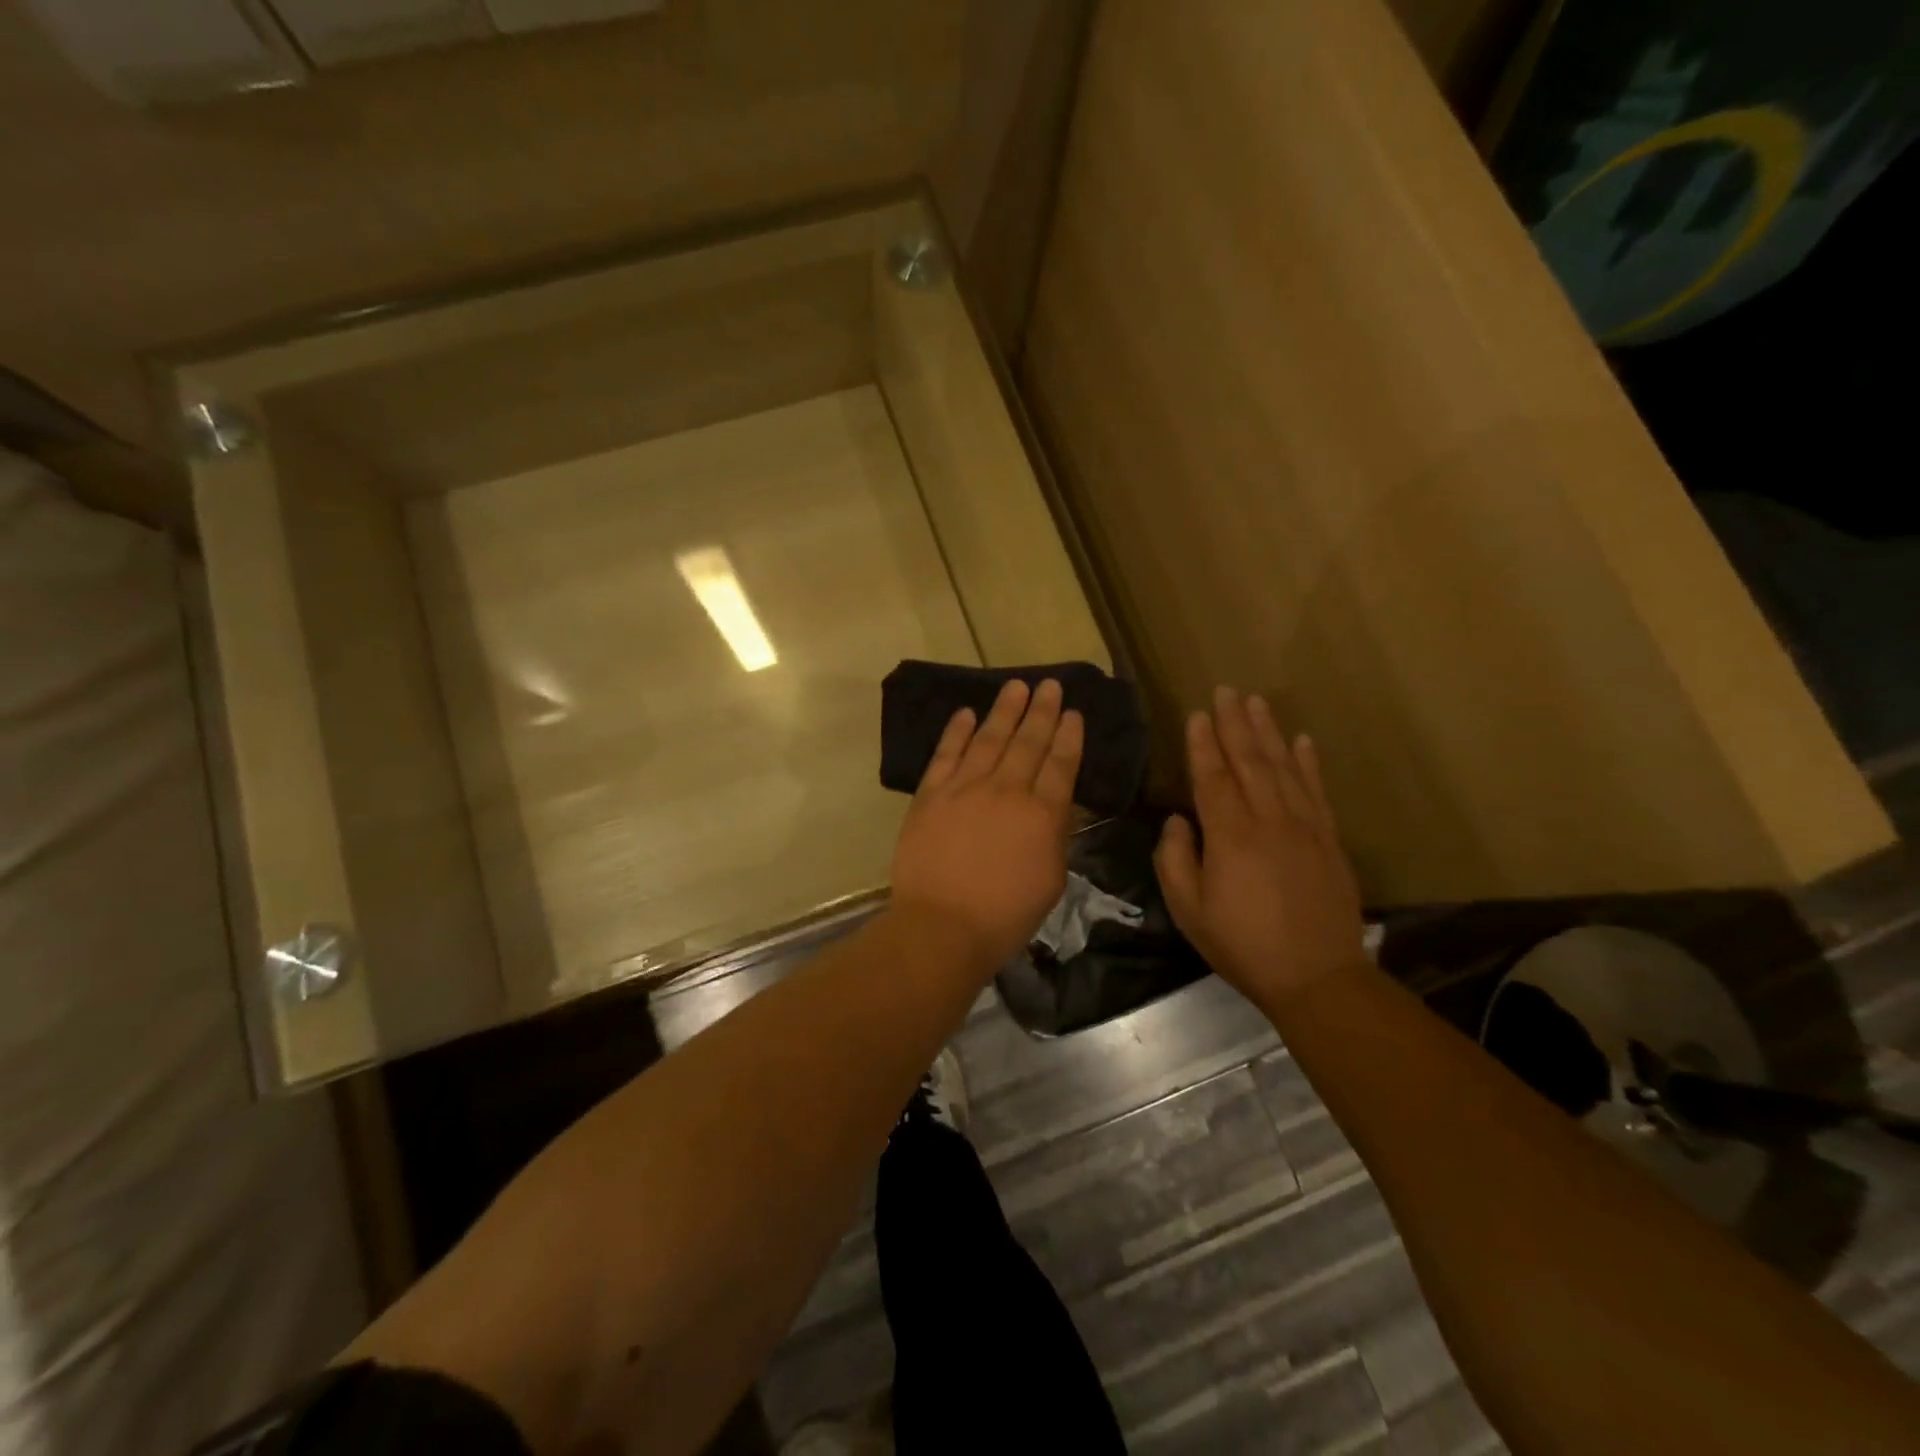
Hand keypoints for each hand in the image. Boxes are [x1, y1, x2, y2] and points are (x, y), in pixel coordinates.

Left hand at [890, 678, 1083, 969]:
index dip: (1069, 736)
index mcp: (1042, 815)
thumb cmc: (1004, 916)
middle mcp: (1006, 791)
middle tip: (1050, 685)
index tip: (1074, 712)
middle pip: (1028, 742)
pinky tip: (967, 713)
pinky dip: (957, 731)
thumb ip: (1056, 836)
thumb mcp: (1051, 880)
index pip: (1061, 765)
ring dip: (1004, 710)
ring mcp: (965, 789)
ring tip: (1016, 686)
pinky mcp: (931, 795)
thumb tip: (1056, 806)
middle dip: (1042, 711)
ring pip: (989, 739)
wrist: (941, 926)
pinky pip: (947, 754)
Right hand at [1154, 687, 1365, 1008]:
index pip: (1212, 778)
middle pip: (1250, 762)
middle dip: (1235, 724)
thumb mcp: (1189, 910)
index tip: (1197, 714)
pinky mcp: (1329, 840)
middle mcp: (1269, 820)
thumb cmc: (1242, 944)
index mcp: (1230, 836)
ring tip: (1256, 702)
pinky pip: (1317, 791)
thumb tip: (1178, 821)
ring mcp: (1305, 827)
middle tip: (1226, 690)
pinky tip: (1303, 740)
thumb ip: (1174, 860)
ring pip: (1284, 768)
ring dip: (1269, 732)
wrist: (1317, 976)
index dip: (1203, 744)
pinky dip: (1309, 763)